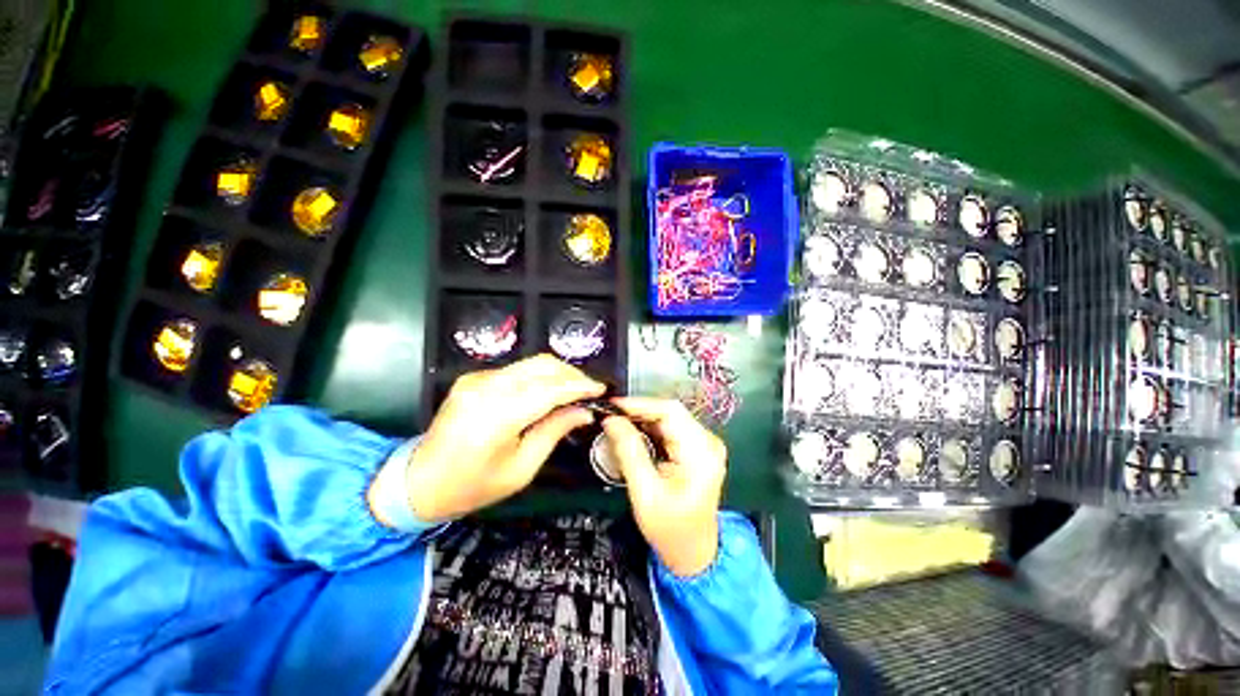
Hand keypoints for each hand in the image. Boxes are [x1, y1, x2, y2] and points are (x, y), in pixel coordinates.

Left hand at [400, 355, 604, 522]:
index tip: (601, 390)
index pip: (550, 389)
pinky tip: (548, 392)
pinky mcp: (474, 378)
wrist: (418, 481)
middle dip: (571, 374)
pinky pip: (517, 370)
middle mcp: (486, 388)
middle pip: (542, 366)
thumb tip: (584, 411)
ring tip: (574, 391)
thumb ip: (554, 431)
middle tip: (589, 390)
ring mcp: (477, 379)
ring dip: (558, 373)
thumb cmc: (472, 486)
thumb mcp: (521, 468)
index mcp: (497, 416)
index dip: (579, 387)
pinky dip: (539, 377)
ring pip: (531, 363)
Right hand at [602, 397, 726, 577]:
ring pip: (669, 418)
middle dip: (638, 412)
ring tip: (617, 424)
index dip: (640, 404)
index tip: (613, 406)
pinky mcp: (697, 448)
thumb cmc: (671, 530)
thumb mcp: (645, 493)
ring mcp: (704, 444)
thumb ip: (629, 452)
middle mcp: (708, 442)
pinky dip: (650, 428)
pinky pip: (670, 428)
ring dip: (642, 419)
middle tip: (611, 416)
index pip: (670, 411)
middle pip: (670, 412)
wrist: (694, 553)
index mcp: (701, 453)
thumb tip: (611, 420)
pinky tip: (633, 433)